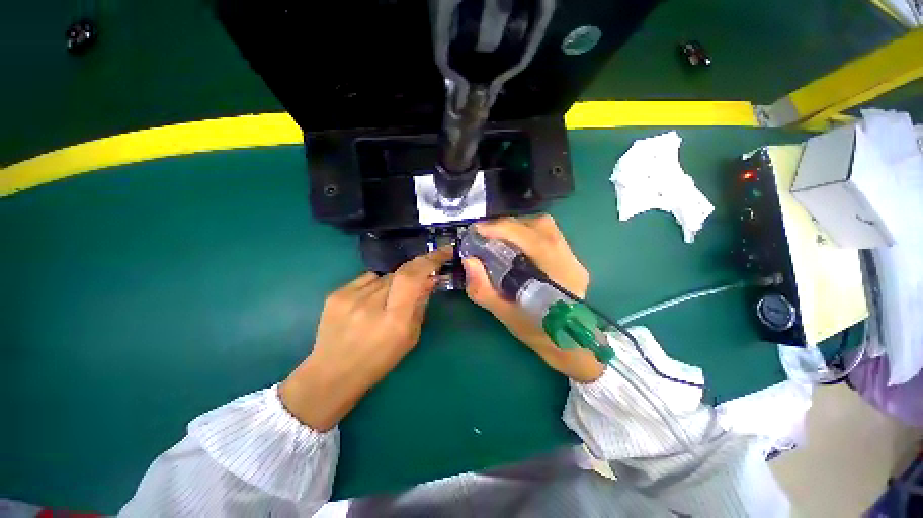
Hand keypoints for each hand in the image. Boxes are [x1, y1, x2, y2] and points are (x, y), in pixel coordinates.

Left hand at [280, 247, 452, 430]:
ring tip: (385, 303)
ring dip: (393, 284)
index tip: (444, 251)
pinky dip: (375, 286)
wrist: (332, 373)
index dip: (430, 260)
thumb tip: (430, 278)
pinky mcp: (336, 294)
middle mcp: (372, 304)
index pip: (413, 277)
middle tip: (417, 282)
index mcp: (395, 320)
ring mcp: (350, 297)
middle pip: (400, 272)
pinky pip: (367, 279)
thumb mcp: (410, 337)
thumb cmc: (379, 360)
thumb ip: (421, 304)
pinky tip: (368, 303)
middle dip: (413, 274)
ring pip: (384, 276)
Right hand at [462, 216, 604, 382]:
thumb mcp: (505, 315)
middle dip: (509, 225)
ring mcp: (574, 259)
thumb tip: (469, 260)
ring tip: (499, 237)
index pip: (531, 240)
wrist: (568, 344)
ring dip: (519, 227)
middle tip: (487, 234)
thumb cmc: (537, 333)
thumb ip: (483, 289)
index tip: (478, 230)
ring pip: (546, 227)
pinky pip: (549, 235)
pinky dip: (527, 233)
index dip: (502, 229)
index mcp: (557, 277)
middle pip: (541, 226)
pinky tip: (515, 245)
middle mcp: (569, 261)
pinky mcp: (572, 259)